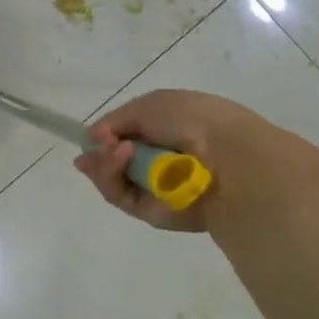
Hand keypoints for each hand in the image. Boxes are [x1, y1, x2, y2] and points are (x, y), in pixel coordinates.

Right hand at [73, 88, 318, 241]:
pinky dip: (111, 175)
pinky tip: (121, 156)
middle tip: (101, 143)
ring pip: (110, 178)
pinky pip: (118, 195)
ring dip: (104, 161)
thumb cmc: (192, 120)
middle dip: (99, 150)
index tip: (91, 136)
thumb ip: (116, 121)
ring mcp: (154, 188)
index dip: (105, 136)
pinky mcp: (150, 212)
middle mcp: (159, 161)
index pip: (126, 136)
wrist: (227, 156)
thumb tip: (94, 139)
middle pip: (112, 159)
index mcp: (166, 132)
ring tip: (114, 148)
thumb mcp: (149, 105)